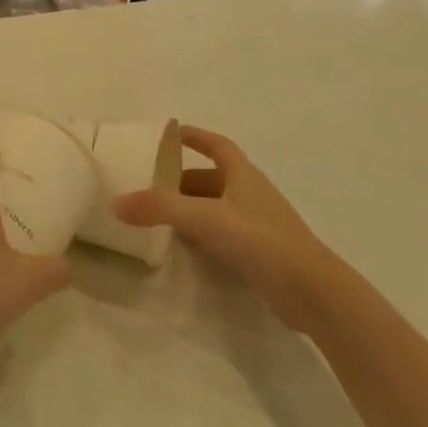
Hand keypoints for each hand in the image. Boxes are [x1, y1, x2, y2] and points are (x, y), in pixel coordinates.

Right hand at [112, 126, 340, 330]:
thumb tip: (115, 202)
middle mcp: (250, 194)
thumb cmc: (262, 241)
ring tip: (155, 217)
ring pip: (215, 208)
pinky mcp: (258, 253)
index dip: (193, 136)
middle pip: (210, 178)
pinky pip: (221, 234)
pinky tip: (181, 248)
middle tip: (147, 186)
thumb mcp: (206, 219)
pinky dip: (200, 235)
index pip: (216, 145)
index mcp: (243, 175)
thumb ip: (160, 209)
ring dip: (188, 209)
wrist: (313, 292)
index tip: (167, 135)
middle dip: (180, 180)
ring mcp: (256, 225)